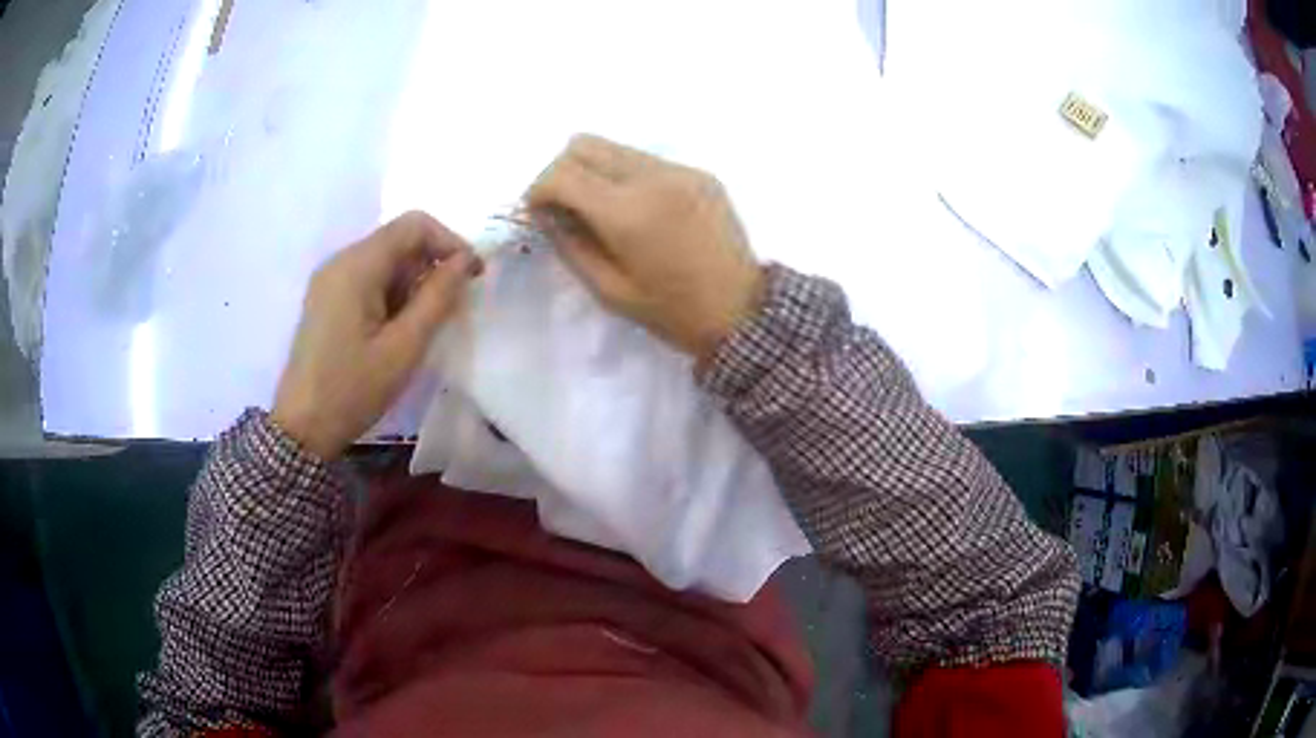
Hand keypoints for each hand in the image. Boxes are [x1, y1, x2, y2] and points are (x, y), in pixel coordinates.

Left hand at [272, 211, 479, 458]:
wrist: (302, 427)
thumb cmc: (353, 389)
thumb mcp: (404, 347)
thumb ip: (438, 297)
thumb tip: (465, 261)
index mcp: (356, 266)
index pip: (413, 225)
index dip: (450, 242)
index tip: (473, 275)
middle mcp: (340, 261)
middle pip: (398, 239)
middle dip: (431, 264)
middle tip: (451, 306)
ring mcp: (330, 279)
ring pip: (385, 260)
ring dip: (412, 281)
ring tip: (423, 324)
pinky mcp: (327, 298)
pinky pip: (368, 278)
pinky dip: (392, 292)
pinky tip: (397, 328)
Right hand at [526, 134, 763, 362]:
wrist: (743, 312)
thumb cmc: (672, 312)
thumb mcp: (609, 290)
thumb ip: (569, 244)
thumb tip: (546, 212)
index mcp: (627, 212)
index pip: (561, 173)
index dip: (538, 189)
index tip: (538, 212)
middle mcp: (653, 178)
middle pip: (584, 145)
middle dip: (561, 171)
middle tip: (564, 206)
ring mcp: (681, 170)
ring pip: (616, 147)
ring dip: (595, 170)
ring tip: (601, 209)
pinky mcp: (700, 173)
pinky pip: (648, 160)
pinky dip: (628, 175)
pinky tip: (640, 209)